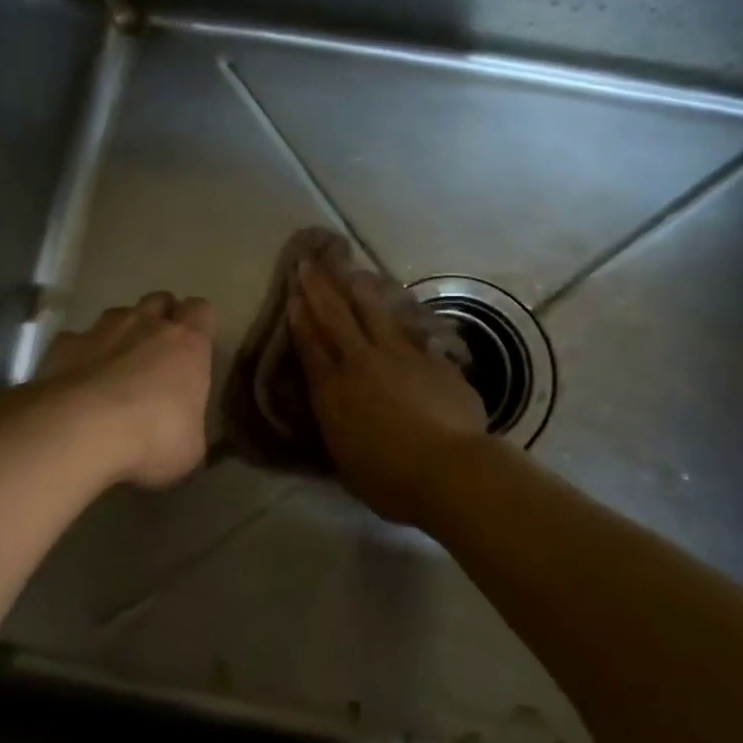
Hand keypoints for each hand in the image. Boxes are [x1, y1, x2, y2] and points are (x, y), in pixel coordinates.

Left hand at [33, 292, 215, 489]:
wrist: (80, 430)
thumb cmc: (151, 437)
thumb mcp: (190, 447)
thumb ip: (189, 427)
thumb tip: (184, 432)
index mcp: (188, 343)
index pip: (201, 310)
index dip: (199, 323)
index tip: (195, 346)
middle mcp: (146, 324)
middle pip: (160, 300)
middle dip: (161, 317)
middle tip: (158, 351)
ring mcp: (102, 330)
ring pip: (118, 314)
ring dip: (121, 333)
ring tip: (116, 364)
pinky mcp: (64, 344)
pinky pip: (76, 339)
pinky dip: (80, 354)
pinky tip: (76, 380)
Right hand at [288, 260, 488, 526]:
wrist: (448, 470)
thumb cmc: (389, 479)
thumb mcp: (344, 456)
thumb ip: (336, 420)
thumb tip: (333, 401)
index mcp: (333, 391)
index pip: (311, 346)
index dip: (300, 318)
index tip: (294, 294)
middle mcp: (362, 363)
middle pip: (336, 317)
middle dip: (320, 288)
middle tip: (309, 263)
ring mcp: (400, 355)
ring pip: (374, 312)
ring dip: (359, 289)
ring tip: (352, 271)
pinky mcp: (432, 358)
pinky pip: (409, 327)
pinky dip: (398, 313)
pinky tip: (397, 304)